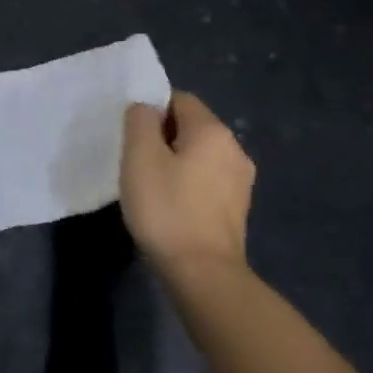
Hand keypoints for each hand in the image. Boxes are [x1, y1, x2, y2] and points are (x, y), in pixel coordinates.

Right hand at [120, 91, 253, 280]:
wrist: (203, 273)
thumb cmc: (167, 209)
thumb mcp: (140, 157)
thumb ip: (140, 121)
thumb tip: (146, 108)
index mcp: (212, 130)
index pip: (179, 99)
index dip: (152, 110)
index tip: (131, 136)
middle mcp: (234, 148)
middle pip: (192, 126)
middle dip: (162, 137)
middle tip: (136, 161)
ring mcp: (241, 180)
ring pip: (200, 155)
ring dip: (175, 162)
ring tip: (151, 186)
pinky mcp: (237, 208)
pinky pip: (207, 180)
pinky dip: (188, 184)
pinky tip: (171, 206)